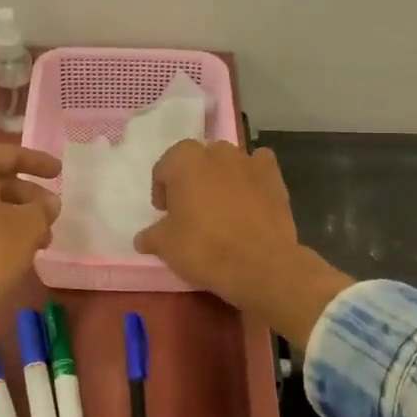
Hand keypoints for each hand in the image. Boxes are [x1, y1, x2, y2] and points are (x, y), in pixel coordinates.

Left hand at [0, 144, 62, 326]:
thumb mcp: (29, 225)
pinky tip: (17, 249)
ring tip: (43, 238)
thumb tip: (48, 203)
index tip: (58, 171)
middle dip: (27, 195)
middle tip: (52, 211)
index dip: (37, 162)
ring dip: (14, 215)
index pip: (8, 154)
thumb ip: (42, 208)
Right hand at [133, 141, 351, 346]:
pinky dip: (252, 178)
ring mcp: (248, 160)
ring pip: (227, 163)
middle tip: (191, 211)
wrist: (260, 264)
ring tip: (221, 209)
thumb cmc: (204, 248)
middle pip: (196, 161)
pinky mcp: (274, 176)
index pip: (164, 169)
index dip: (162, 192)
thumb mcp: (166, 246)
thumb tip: (143, 238)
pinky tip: (250, 199)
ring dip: (220, 178)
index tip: (166, 215)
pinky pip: (258, 168)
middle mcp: (216, 151)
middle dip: (191, 181)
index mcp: (184, 160)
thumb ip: (151, 236)